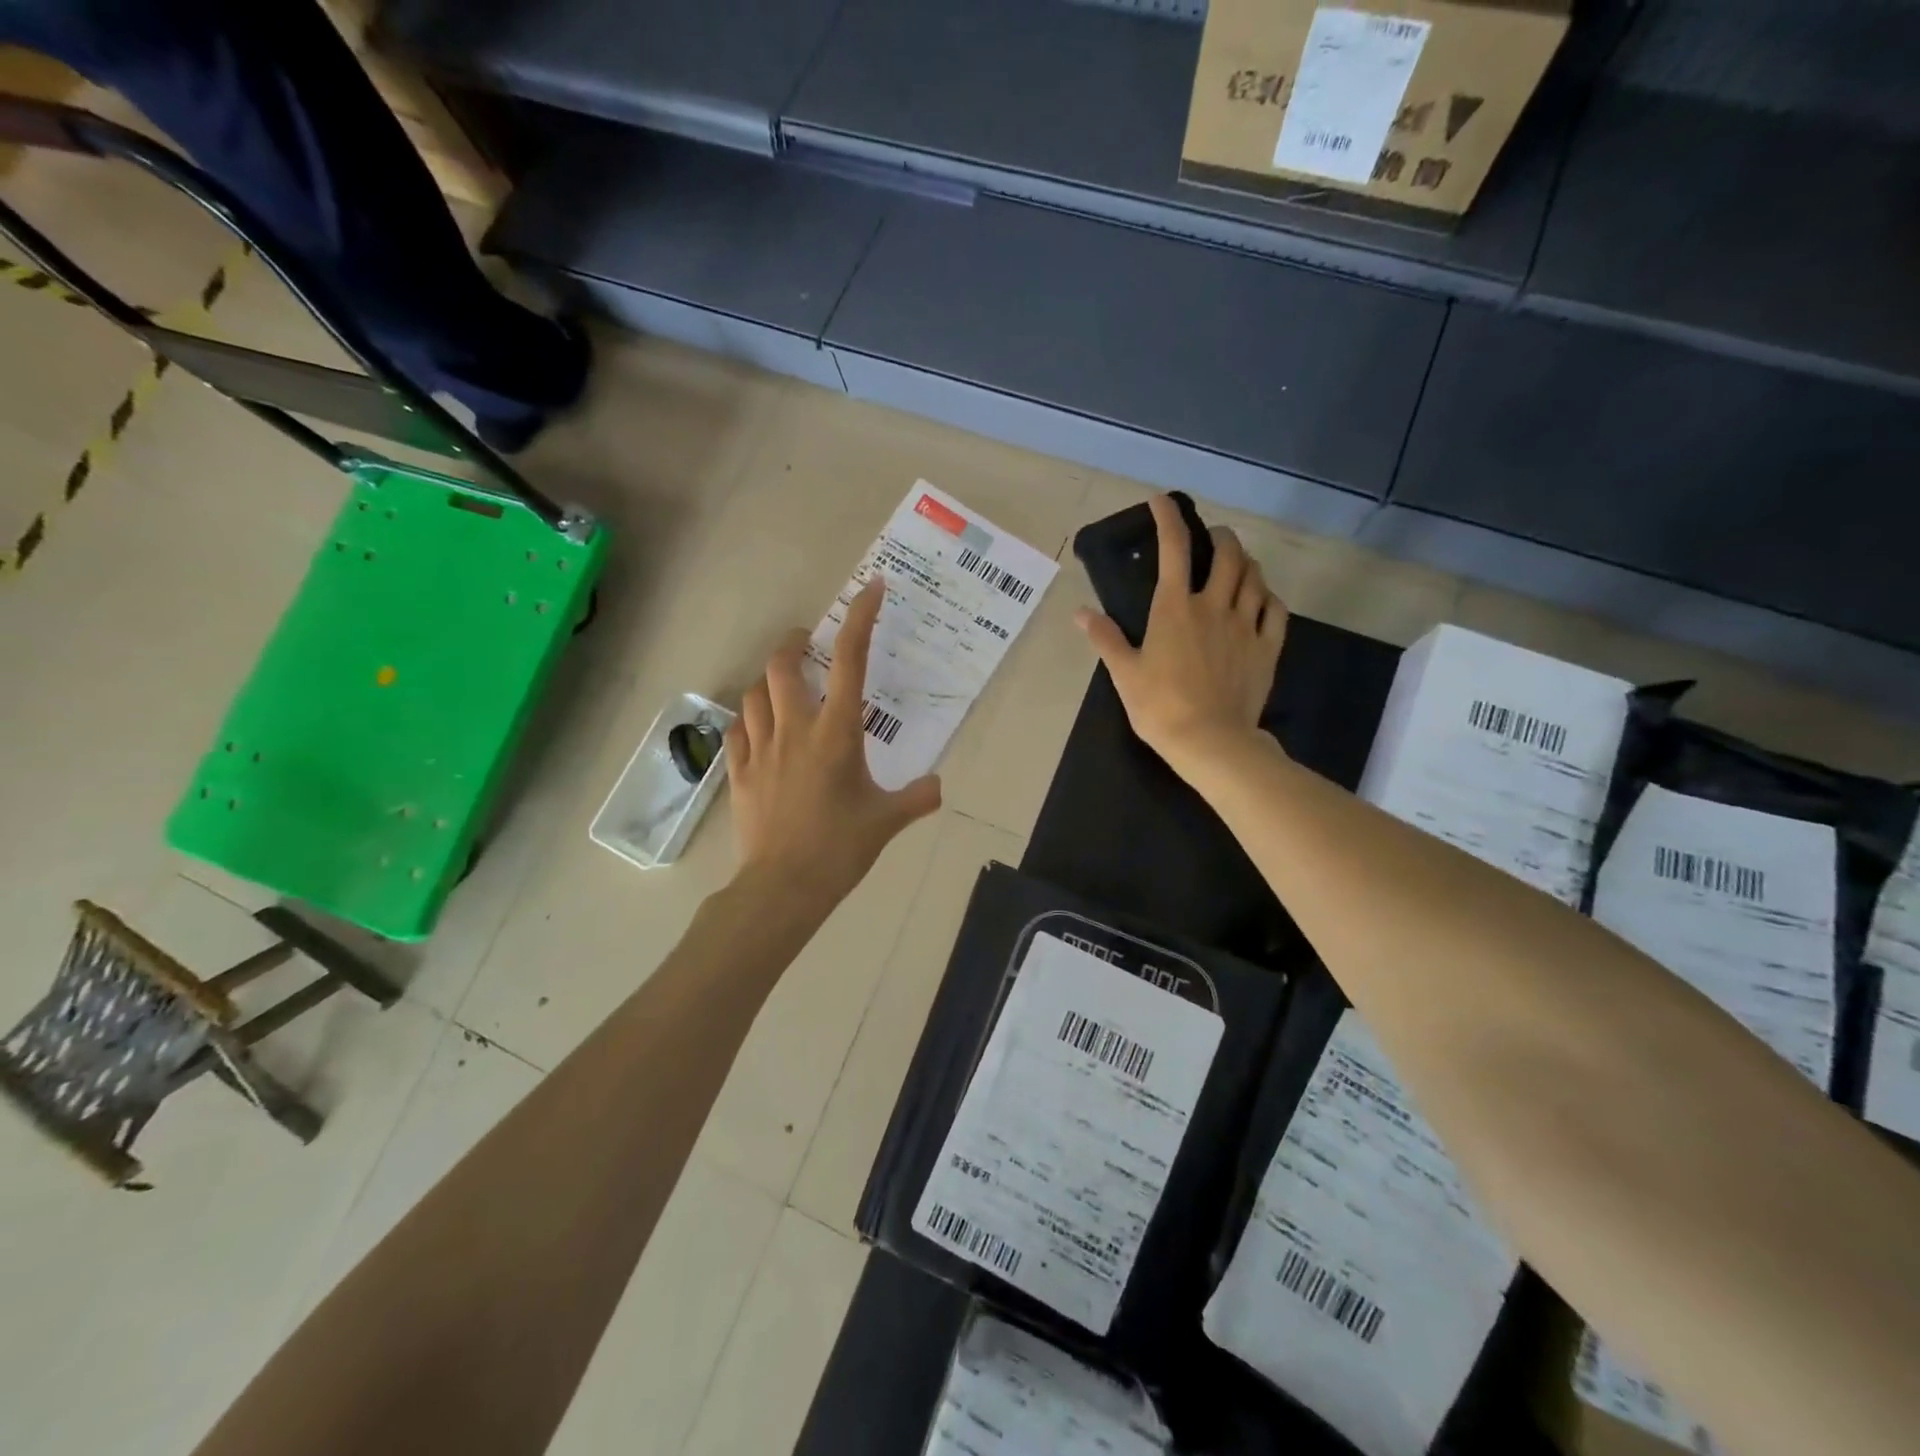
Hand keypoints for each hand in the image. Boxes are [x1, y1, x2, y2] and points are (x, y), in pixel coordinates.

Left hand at [726, 576, 941, 909]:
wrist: (784, 886)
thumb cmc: (839, 848)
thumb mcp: (887, 821)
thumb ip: (917, 798)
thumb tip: (937, 786)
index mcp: (836, 733)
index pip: (850, 662)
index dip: (860, 619)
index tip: (870, 589)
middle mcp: (795, 729)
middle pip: (783, 665)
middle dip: (796, 644)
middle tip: (808, 645)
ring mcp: (760, 749)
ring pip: (754, 693)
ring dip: (770, 680)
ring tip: (784, 687)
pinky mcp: (738, 771)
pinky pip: (736, 729)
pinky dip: (748, 718)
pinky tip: (757, 726)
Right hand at [1075, 494, 1286, 774]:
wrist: (1211, 741)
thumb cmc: (1160, 706)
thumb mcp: (1124, 673)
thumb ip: (1105, 638)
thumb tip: (1080, 613)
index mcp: (1174, 608)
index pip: (1174, 548)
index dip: (1168, 518)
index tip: (1162, 500)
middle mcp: (1214, 606)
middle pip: (1228, 555)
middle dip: (1221, 536)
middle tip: (1212, 537)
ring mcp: (1246, 625)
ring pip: (1254, 577)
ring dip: (1246, 562)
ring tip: (1237, 563)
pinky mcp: (1267, 648)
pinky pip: (1276, 610)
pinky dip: (1269, 596)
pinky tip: (1262, 598)